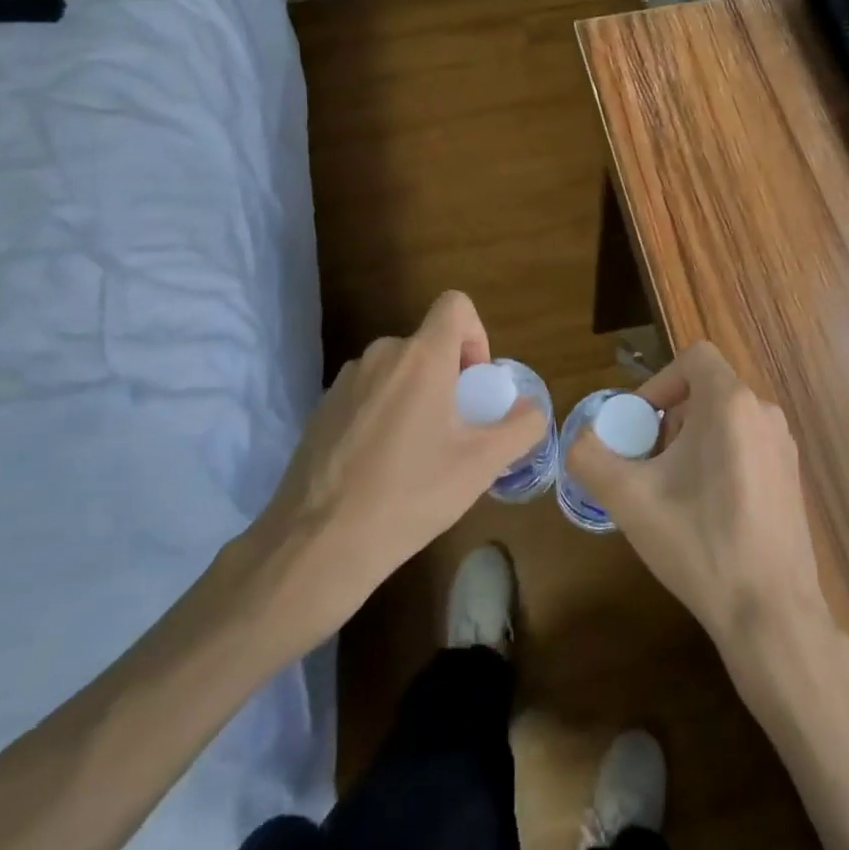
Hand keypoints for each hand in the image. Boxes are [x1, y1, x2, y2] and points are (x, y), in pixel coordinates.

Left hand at [236, 291, 546, 644]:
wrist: (318, 544)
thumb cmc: (410, 494)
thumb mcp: (482, 465)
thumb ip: (520, 428)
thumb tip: (530, 410)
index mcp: (421, 357)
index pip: (455, 305)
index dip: (476, 335)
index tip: (475, 385)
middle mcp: (380, 355)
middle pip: (428, 345)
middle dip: (449, 378)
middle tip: (454, 432)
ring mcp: (345, 382)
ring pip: (397, 372)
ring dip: (416, 397)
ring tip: (417, 456)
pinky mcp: (321, 410)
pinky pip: (368, 395)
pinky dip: (384, 414)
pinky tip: (380, 468)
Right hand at [567, 341, 829, 664]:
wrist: (771, 613)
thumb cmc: (700, 543)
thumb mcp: (629, 499)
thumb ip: (590, 457)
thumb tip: (578, 440)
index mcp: (732, 404)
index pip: (694, 356)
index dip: (659, 382)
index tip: (639, 425)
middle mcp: (765, 414)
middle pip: (707, 391)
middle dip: (670, 420)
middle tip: (648, 465)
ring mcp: (784, 447)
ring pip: (726, 421)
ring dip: (692, 442)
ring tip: (673, 492)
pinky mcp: (792, 478)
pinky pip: (746, 446)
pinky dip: (718, 461)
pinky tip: (706, 513)